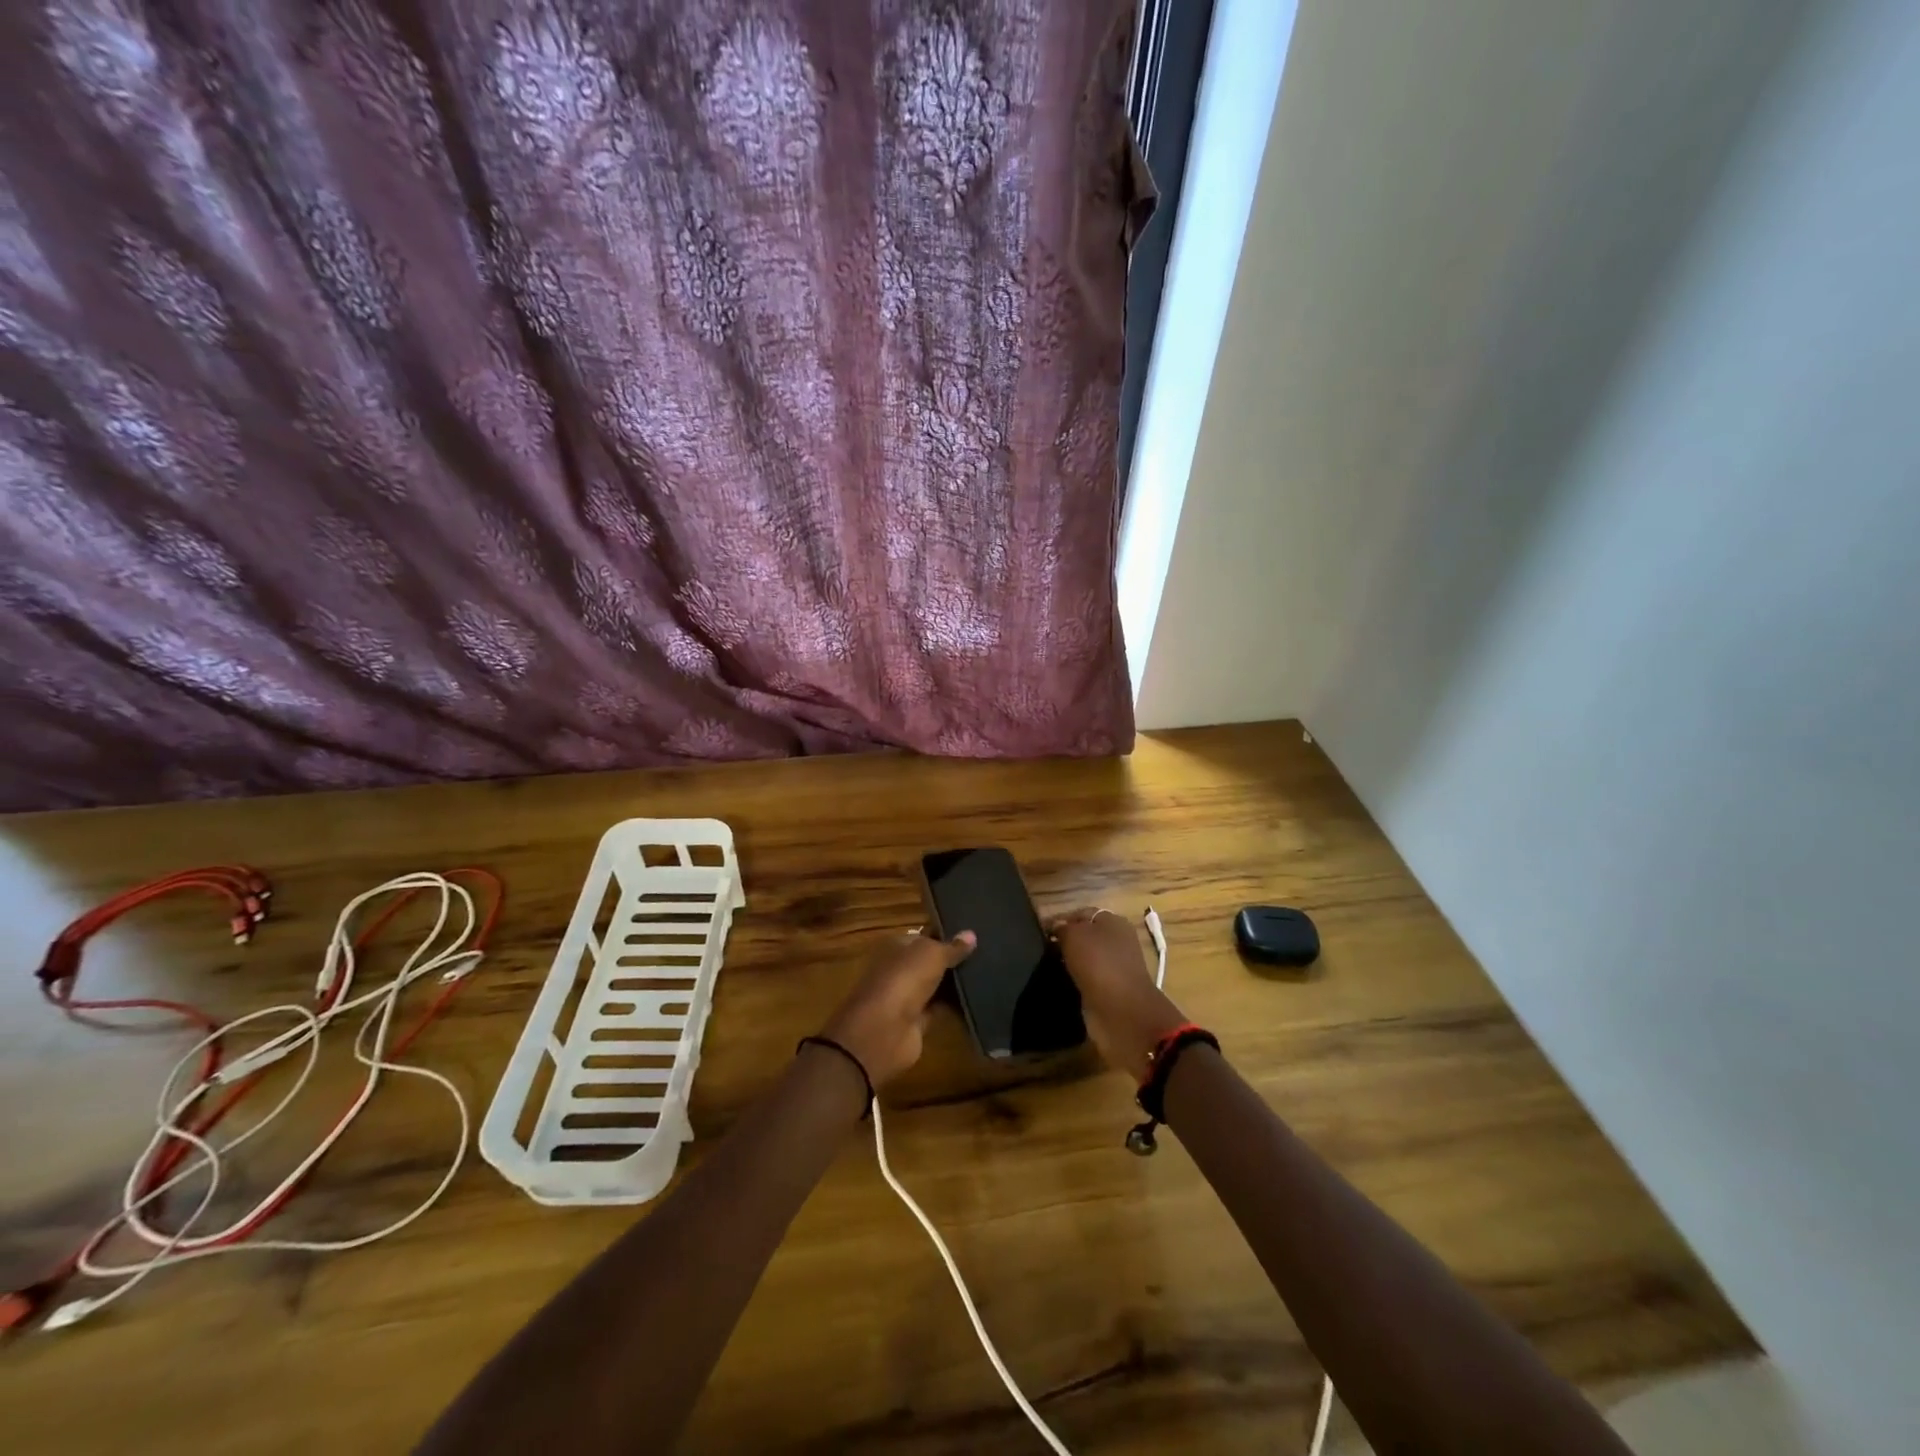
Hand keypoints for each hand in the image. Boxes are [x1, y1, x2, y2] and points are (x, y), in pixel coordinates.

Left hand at [818, 930, 975, 1087]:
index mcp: (897, 946)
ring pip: (937, 985)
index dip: (947, 934)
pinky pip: (941, 1009)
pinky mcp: (917, 1021)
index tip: (975, 933)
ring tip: (991, 973)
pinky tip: (981, 999)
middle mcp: (901, 969)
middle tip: (988, 953)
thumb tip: (971, 934)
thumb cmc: (904, 980)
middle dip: (955, 959)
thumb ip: (952, 947)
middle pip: (932, 961)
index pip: (925, 936)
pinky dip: (956, 1006)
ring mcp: (908, 996)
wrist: (884, 1030)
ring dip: (957, 983)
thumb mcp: (931, 954)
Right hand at [1049, 908, 1187, 1081]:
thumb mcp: (1075, 935)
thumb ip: (1062, 927)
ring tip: (1043, 967)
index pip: (1081, 913)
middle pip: (1083, 936)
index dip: (1059, 920)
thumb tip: (1056, 927)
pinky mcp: (1108, 991)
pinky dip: (1072, 981)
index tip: (1038, 931)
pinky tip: (1056, 983)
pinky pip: (1085, 980)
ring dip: (1066, 963)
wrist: (1121, 1011)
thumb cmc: (1099, 964)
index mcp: (1114, 922)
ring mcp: (1113, 968)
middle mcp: (1116, 942)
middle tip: (1039, 949)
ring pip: (1083, 959)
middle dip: (1062, 942)